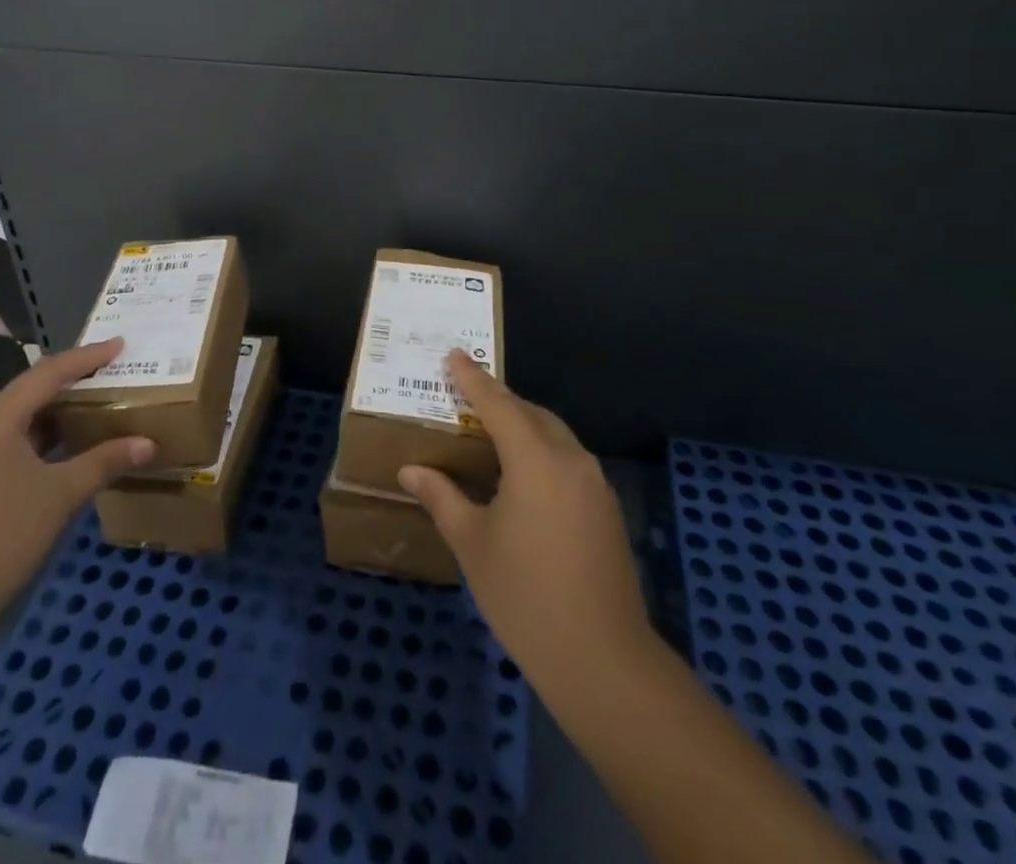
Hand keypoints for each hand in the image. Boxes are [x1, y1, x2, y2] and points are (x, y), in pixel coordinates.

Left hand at [0, 338, 153, 636]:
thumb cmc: (1, 537)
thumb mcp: (60, 495)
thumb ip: (104, 461)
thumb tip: (148, 443)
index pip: (47, 373)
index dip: (86, 357)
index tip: (120, 344)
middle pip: (32, 390)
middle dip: (73, 379)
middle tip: (113, 371)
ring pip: (22, 417)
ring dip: (59, 410)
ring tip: (98, 402)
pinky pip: (13, 440)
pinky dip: (44, 435)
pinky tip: (69, 445)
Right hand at [399, 351, 651, 690]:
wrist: (603, 660)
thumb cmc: (525, 597)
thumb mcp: (473, 544)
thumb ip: (442, 497)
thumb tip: (411, 470)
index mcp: (535, 459)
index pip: (498, 403)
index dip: (473, 378)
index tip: (454, 354)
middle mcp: (570, 459)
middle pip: (531, 413)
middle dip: (499, 400)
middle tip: (466, 397)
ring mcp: (594, 484)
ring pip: (553, 435)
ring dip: (522, 425)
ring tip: (489, 433)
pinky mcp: (605, 508)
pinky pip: (567, 459)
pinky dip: (541, 451)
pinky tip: (521, 475)